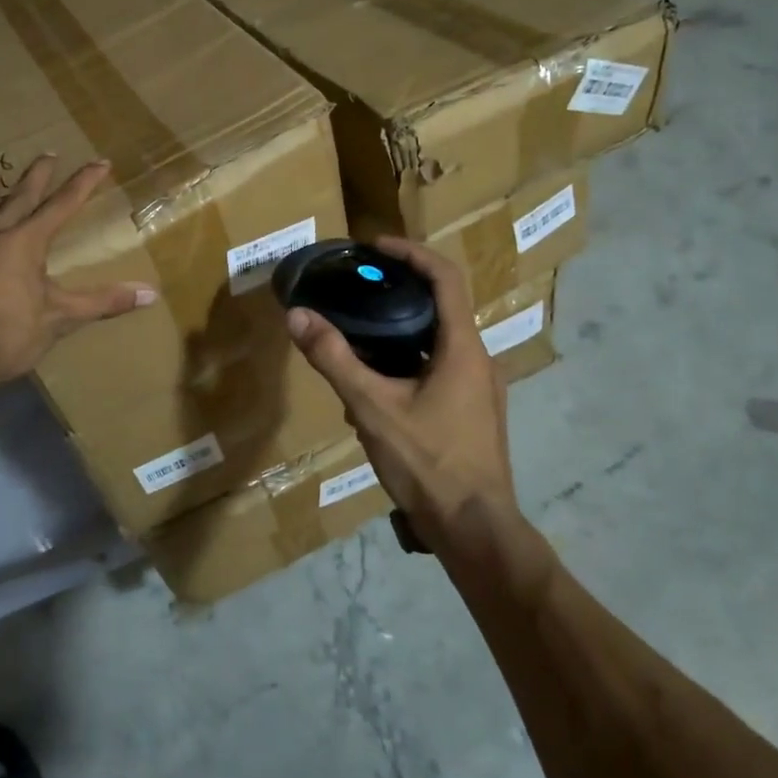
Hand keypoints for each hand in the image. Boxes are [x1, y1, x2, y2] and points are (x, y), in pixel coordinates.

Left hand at [0, 155, 156, 391]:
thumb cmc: (9, 336)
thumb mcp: (60, 319)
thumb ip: (102, 301)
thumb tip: (150, 293)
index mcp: (23, 242)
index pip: (61, 205)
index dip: (83, 183)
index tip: (100, 162)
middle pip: (18, 196)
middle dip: (37, 175)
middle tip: (47, 153)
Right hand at [286, 238, 519, 561]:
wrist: (476, 531)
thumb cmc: (429, 463)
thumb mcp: (373, 408)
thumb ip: (334, 359)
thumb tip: (297, 316)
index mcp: (463, 347)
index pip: (445, 277)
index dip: (411, 253)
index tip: (375, 246)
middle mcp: (478, 359)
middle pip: (441, 305)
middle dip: (400, 291)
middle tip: (358, 287)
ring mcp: (480, 389)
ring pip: (439, 341)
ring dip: (401, 331)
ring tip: (358, 337)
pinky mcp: (474, 413)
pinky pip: (440, 369)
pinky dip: (409, 362)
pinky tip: (376, 389)